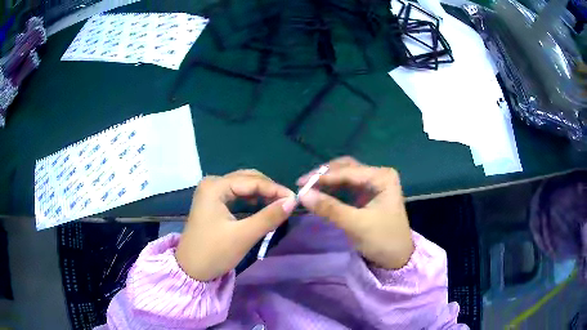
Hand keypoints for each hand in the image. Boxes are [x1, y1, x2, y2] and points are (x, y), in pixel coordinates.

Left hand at [176, 170, 296, 280]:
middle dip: (268, 189)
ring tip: (277, 205)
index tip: (294, 199)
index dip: (275, 189)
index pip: (252, 181)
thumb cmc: (214, 252)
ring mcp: (210, 192)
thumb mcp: (244, 236)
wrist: (190, 269)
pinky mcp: (212, 202)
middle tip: (287, 202)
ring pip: (242, 186)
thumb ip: (269, 217)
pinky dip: (250, 199)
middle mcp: (212, 183)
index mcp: (215, 187)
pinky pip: (236, 194)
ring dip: (260, 193)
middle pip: (247, 179)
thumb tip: (292, 201)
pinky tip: (260, 206)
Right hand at [297, 157, 413, 269]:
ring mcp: (373, 184)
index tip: (300, 184)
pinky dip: (333, 189)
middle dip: (324, 175)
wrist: (397, 259)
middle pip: (346, 168)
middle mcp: (378, 175)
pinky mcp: (368, 195)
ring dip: (327, 180)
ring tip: (308, 188)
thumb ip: (330, 208)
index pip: (348, 171)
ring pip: (345, 175)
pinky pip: (347, 186)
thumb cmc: (383, 240)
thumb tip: (302, 194)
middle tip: (303, 184)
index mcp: (382, 176)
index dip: (323, 177)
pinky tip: (320, 193)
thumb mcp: (356, 224)